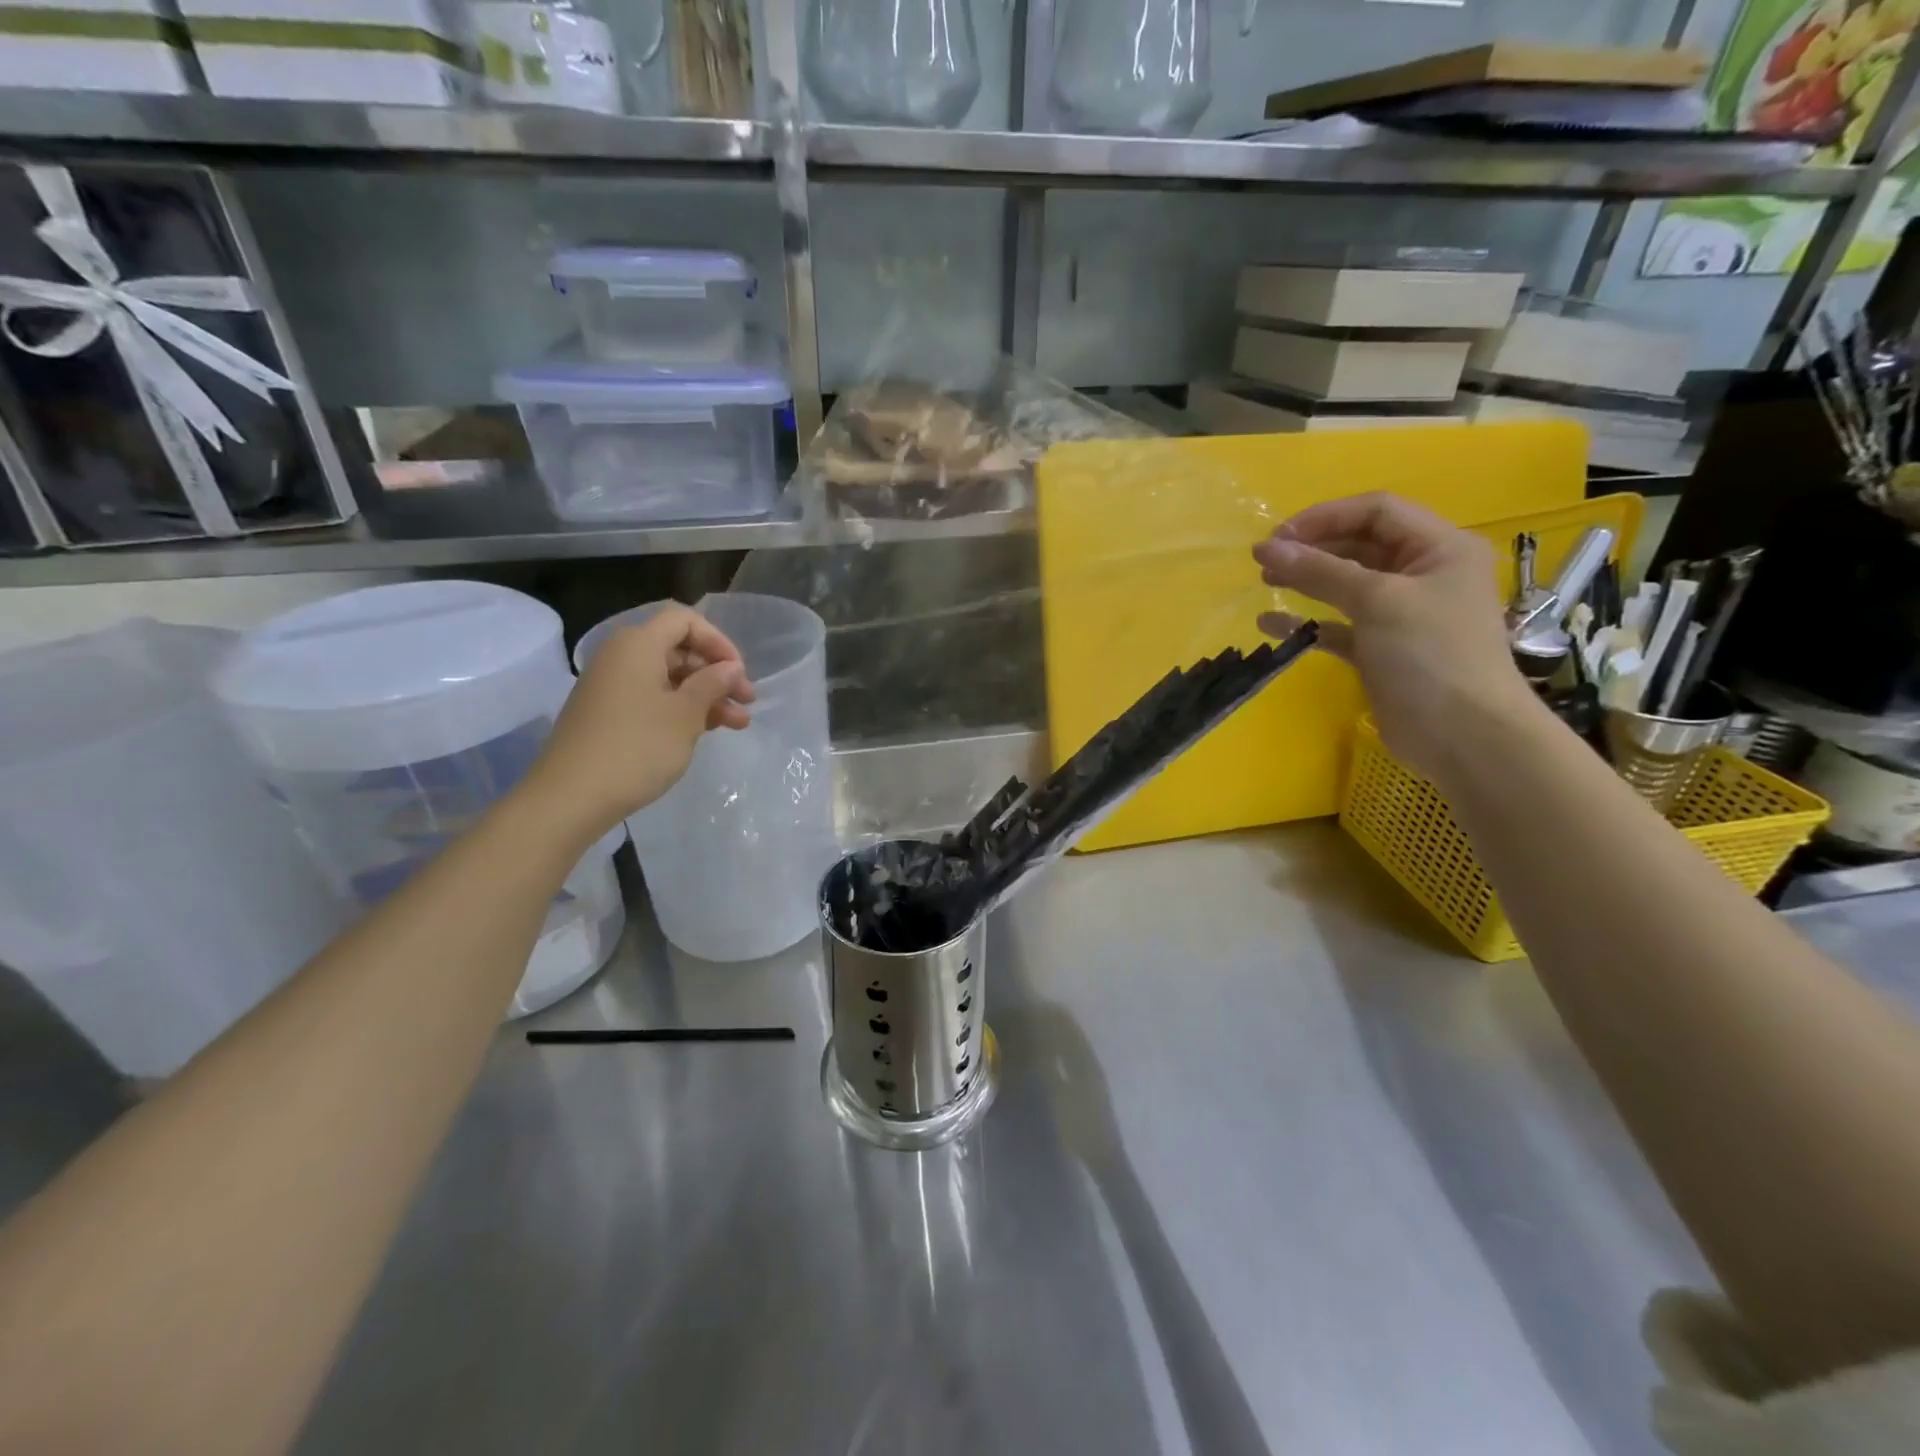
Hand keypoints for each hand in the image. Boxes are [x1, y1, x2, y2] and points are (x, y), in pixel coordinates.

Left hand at [523, 606, 755, 843]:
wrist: (571, 797)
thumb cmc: (637, 748)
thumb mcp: (685, 714)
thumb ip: (712, 684)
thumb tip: (730, 667)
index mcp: (638, 645)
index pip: (684, 620)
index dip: (718, 641)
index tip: (739, 673)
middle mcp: (621, 657)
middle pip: (678, 649)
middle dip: (716, 674)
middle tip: (746, 703)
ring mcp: (611, 686)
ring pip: (668, 678)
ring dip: (705, 696)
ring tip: (737, 724)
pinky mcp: (607, 713)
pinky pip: (651, 698)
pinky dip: (681, 709)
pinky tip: (705, 731)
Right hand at [1252, 493, 1534, 782]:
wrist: (1465, 737)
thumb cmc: (1431, 655)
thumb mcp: (1378, 602)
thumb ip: (1320, 571)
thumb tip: (1266, 548)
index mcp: (1439, 548)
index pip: (1376, 512)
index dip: (1325, 517)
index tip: (1278, 536)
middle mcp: (1423, 574)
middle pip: (1359, 545)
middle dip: (1312, 548)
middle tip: (1265, 560)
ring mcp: (1402, 614)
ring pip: (1346, 584)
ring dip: (1306, 580)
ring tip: (1265, 582)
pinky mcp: (1381, 649)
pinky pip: (1339, 625)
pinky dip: (1308, 623)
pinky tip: (1272, 626)